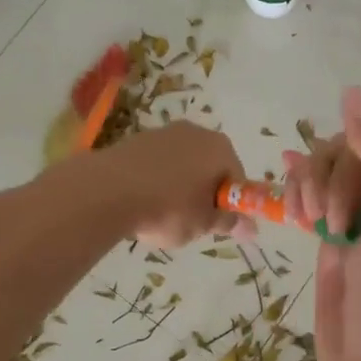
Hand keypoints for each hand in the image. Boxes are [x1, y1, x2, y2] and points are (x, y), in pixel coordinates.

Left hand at [90, 121, 253, 248]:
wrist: (109, 190)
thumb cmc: (169, 208)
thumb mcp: (203, 223)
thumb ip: (228, 223)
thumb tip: (251, 228)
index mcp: (220, 148)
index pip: (237, 178)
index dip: (231, 205)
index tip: (218, 225)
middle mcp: (196, 132)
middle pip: (210, 167)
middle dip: (204, 193)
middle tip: (192, 222)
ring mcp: (164, 132)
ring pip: (182, 165)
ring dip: (179, 187)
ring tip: (162, 214)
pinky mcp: (137, 139)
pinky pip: (157, 164)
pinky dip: (155, 181)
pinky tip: (142, 202)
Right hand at [298, 90, 360, 360]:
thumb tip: (354, 93)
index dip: (347, 162)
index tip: (342, 211)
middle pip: (348, 156)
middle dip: (326, 178)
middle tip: (328, 226)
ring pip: (329, 180)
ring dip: (308, 185)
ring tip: (304, 222)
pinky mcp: (342, 255)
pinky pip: (319, 209)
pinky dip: (300, 194)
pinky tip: (283, 183)